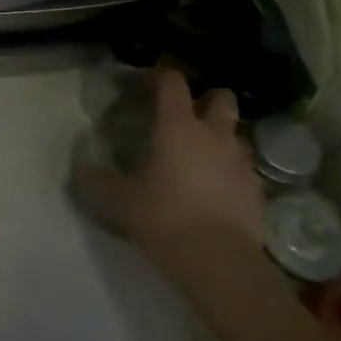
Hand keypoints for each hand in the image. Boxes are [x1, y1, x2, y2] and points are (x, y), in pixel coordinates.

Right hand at [75, 72, 264, 280]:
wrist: (221, 263)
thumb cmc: (165, 218)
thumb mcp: (119, 201)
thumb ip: (98, 180)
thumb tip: (84, 167)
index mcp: (177, 126)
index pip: (172, 82)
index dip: (160, 77)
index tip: (147, 85)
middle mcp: (213, 134)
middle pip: (220, 97)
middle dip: (206, 100)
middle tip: (186, 118)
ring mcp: (241, 161)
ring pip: (235, 133)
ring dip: (220, 137)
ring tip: (200, 158)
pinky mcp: (257, 190)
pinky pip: (243, 168)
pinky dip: (230, 171)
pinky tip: (215, 190)